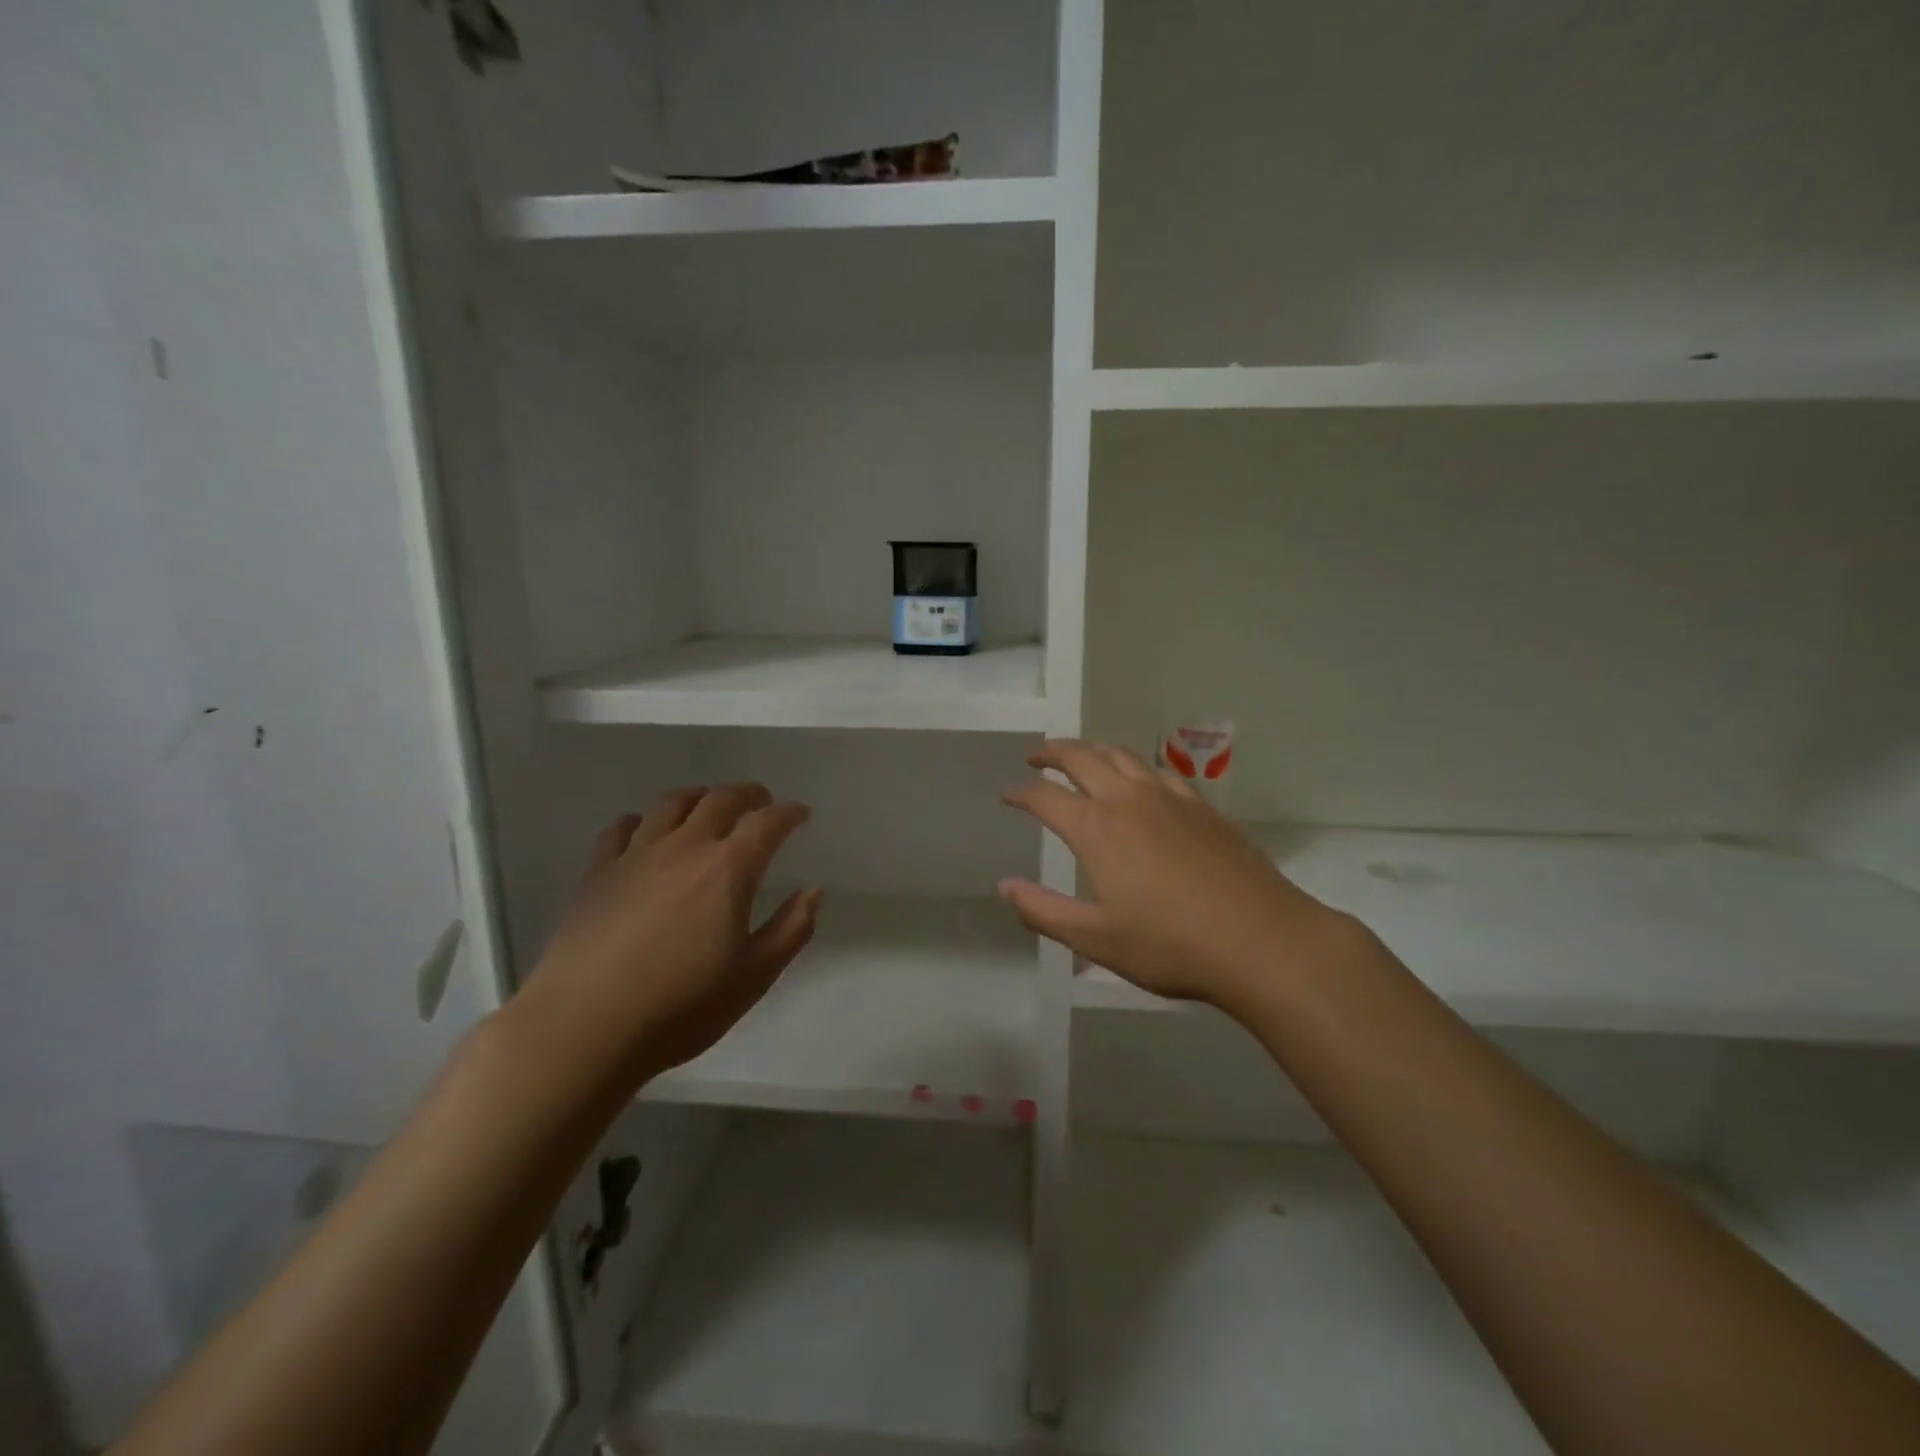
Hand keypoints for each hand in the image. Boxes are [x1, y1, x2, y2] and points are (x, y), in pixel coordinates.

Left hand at [515, 784, 819, 1089]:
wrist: (583, 1027)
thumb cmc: (681, 1007)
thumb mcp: (753, 976)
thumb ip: (791, 929)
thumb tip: (813, 890)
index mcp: (728, 869)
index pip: (767, 822)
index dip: (789, 813)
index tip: (801, 813)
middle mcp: (684, 847)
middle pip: (720, 799)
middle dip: (747, 794)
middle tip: (761, 800)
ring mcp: (636, 855)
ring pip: (671, 803)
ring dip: (698, 796)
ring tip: (707, 805)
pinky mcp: (597, 872)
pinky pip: (622, 828)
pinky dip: (643, 821)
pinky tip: (646, 833)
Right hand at [999, 740, 1348, 1006]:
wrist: (1262, 940)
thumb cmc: (1170, 945)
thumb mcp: (1095, 938)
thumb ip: (1043, 911)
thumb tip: (1006, 886)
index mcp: (1097, 828)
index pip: (1045, 797)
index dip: (1021, 793)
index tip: (1007, 795)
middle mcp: (1129, 800)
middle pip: (1083, 758)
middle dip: (1053, 753)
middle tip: (1036, 757)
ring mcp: (1171, 799)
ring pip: (1123, 756)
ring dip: (1094, 751)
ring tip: (1082, 758)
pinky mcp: (1204, 808)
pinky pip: (1161, 772)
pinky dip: (1137, 767)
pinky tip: (1142, 782)